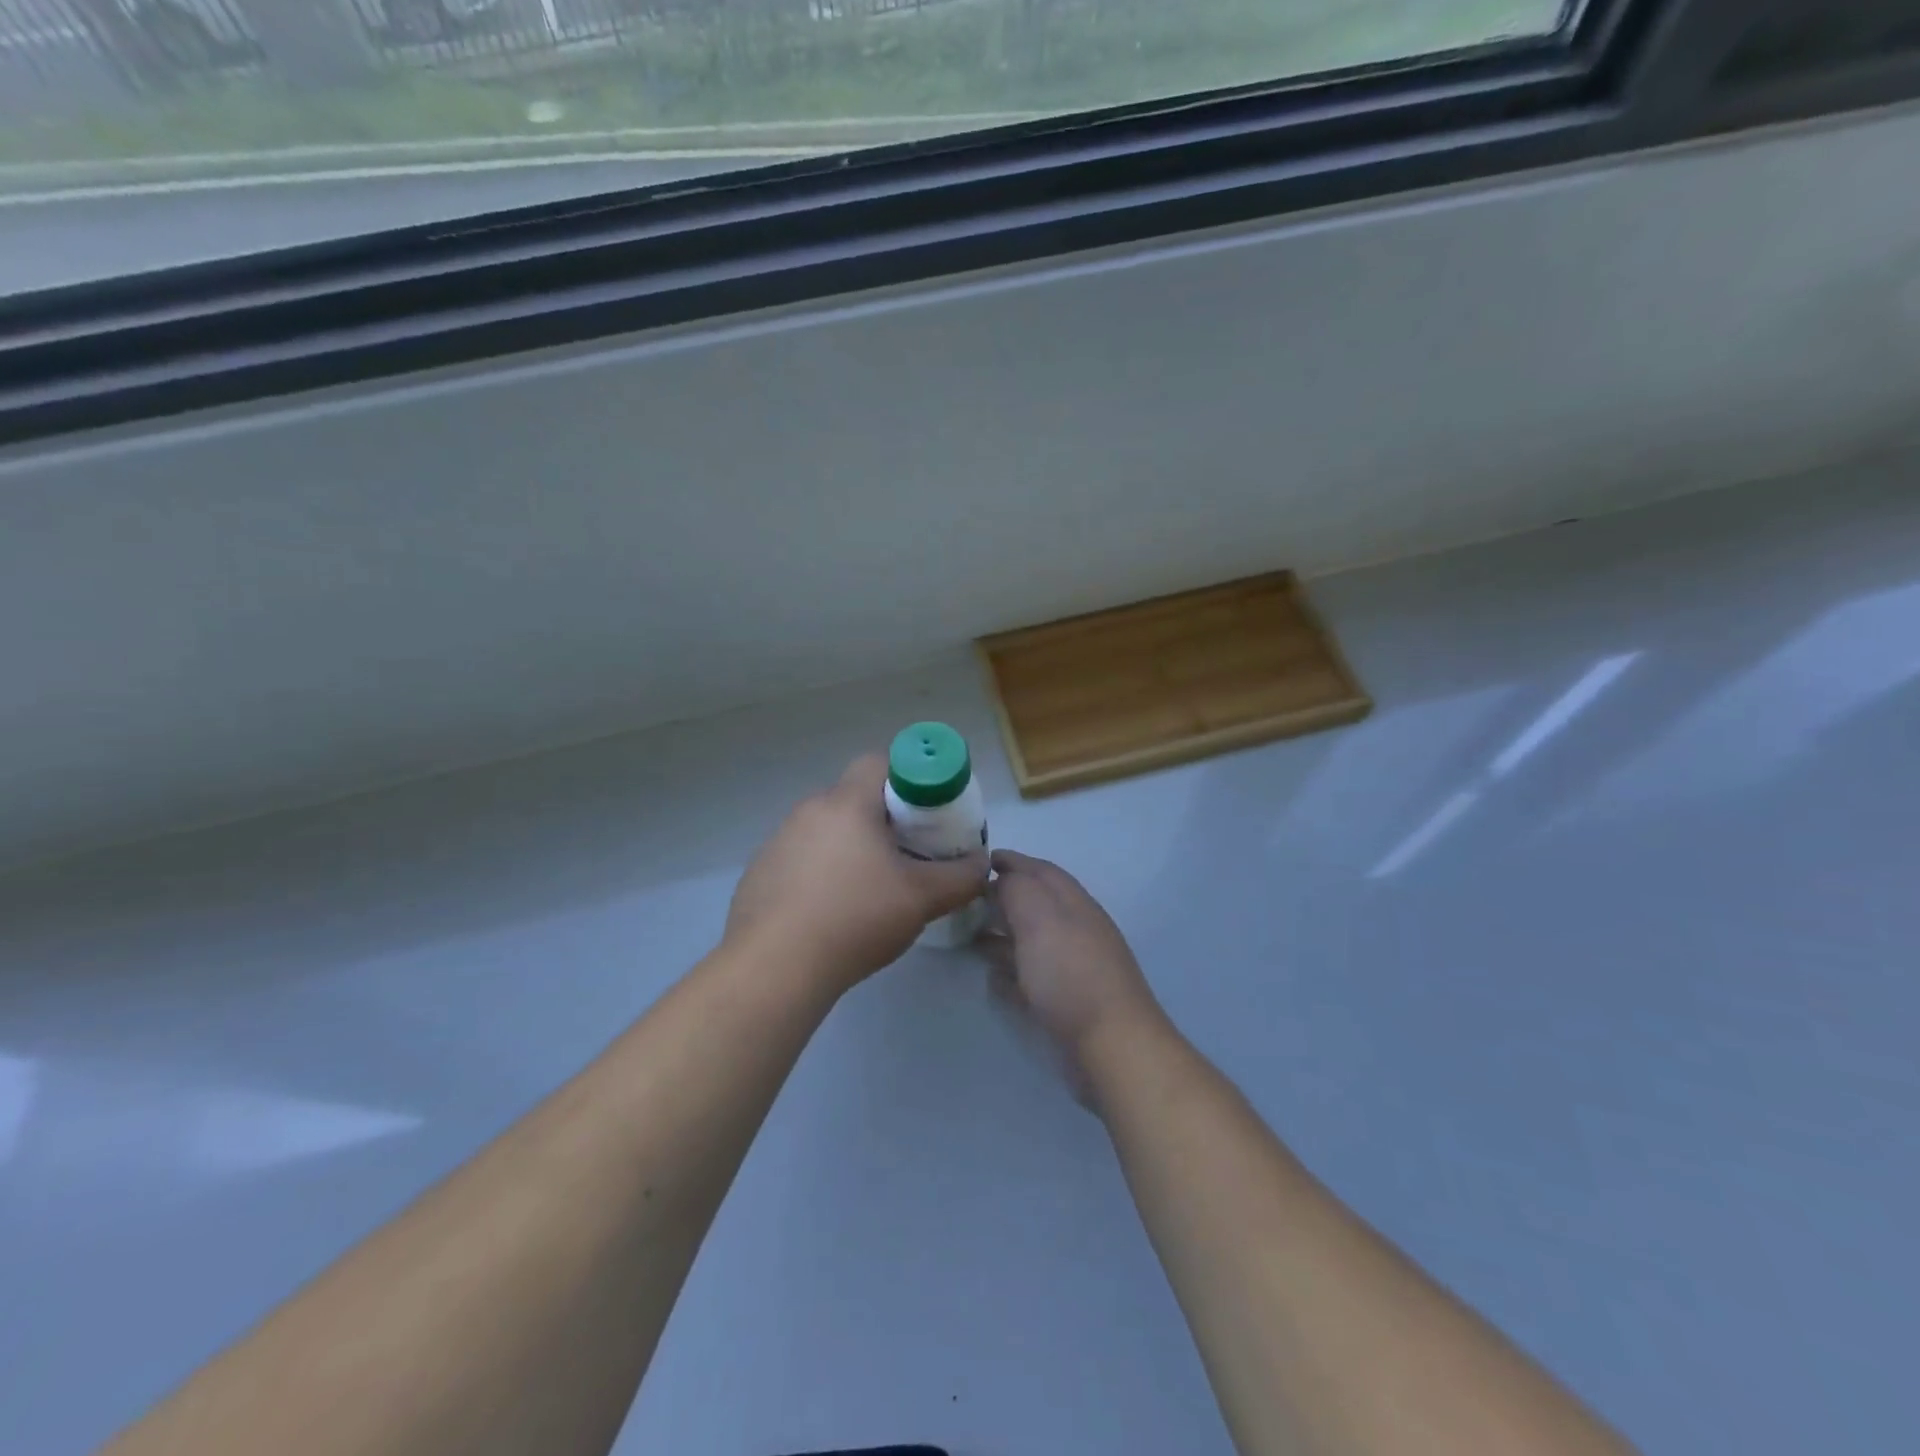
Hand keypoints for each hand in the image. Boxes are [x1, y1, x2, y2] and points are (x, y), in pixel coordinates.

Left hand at [726, 755, 988, 992]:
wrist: (775, 967)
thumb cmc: (855, 917)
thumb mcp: (922, 898)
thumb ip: (961, 877)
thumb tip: (981, 864)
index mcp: (847, 803)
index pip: (879, 762)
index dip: (908, 779)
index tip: (925, 815)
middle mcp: (808, 811)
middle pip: (854, 798)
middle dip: (883, 820)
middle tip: (906, 855)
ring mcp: (777, 841)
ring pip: (826, 830)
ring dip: (850, 848)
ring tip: (869, 890)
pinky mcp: (759, 873)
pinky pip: (800, 859)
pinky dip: (819, 874)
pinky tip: (830, 913)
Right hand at [984, 850, 1168, 1101]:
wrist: (1112, 1045)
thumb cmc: (1070, 974)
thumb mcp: (1039, 918)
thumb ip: (1018, 889)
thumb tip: (1002, 880)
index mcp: (1072, 902)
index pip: (1039, 869)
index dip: (1010, 861)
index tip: (977, 861)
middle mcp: (1075, 928)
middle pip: (1035, 902)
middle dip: (1003, 895)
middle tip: (965, 898)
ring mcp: (1073, 965)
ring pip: (1032, 938)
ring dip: (1003, 931)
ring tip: (968, 933)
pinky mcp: (1066, 1000)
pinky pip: (1031, 974)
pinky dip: (1010, 968)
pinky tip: (990, 975)